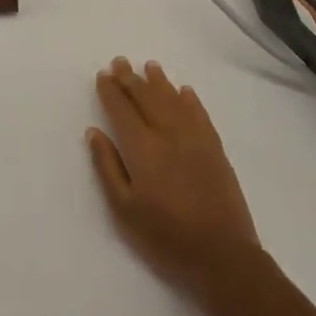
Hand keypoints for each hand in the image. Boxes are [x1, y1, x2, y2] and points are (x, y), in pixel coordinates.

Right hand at [86, 58, 262, 299]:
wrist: (221, 254)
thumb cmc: (165, 236)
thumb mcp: (124, 210)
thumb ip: (107, 167)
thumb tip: (94, 132)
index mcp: (142, 148)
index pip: (122, 110)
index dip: (111, 91)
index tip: (103, 75)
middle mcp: (168, 133)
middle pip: (147, 97)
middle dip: (131, 78)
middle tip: (120, 62)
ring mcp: (195, 137)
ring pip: (173, 99)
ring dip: (159, 81)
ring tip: (149, 66)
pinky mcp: (215, 147)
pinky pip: (200, 113)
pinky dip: (189, 99)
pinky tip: (184, 91)